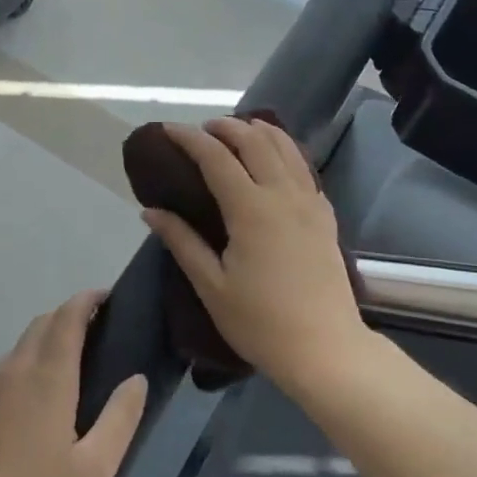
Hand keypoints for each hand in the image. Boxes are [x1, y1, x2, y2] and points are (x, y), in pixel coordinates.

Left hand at [0, 292, 146, 476]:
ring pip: (20, 346)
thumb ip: (120, 419)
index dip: (87, 300)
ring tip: (72, 362)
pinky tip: (36, 399)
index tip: (107, 297)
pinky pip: (4, 371)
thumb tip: (136, 379)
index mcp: (48, 378)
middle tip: (98, 330)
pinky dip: (27, 363)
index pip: (67, 318)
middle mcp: (14, 372)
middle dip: (69, 316)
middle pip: (42, 324)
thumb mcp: (94, 471)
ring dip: (47, 339)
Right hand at [142, 118, 368, 392]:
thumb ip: (182, 241)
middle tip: (202, 130)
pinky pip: (304, 168)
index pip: (216, 157)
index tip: (168, 130)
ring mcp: (310, 202)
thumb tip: (150, 210)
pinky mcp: (326, 216)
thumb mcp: (211, 286)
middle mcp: (283, 194)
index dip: (189, 138)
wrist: (326, 349)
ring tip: (239, 130)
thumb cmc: (261, 323)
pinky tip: (277, 160)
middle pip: (255, 141)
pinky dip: (286, 151)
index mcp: (251, 209)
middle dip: (226, 126)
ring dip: (259, 131)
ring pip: (286, 148)